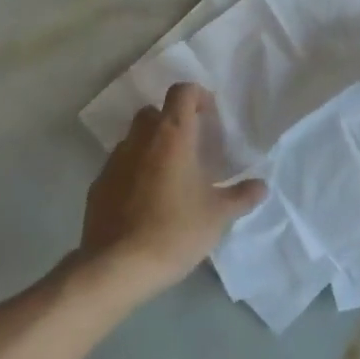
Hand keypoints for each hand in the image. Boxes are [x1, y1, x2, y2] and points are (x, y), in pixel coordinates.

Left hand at [79, 83, 266, 304]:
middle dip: (172, 121)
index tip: (209, 115)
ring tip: (170, 177)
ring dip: (151, 147)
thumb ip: (241, 196)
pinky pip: (120, 167)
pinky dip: (134, 172)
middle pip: (154, 112)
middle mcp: (139, 139)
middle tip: (191, 147)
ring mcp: (114, 161)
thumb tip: (261, 186)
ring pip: (134, 139)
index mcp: (172, 136)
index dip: (197, 96)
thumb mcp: (218, 216)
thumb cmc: (175, 231)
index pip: (181, 93)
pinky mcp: (98, 185)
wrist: (119, 265)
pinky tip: (145, 201)